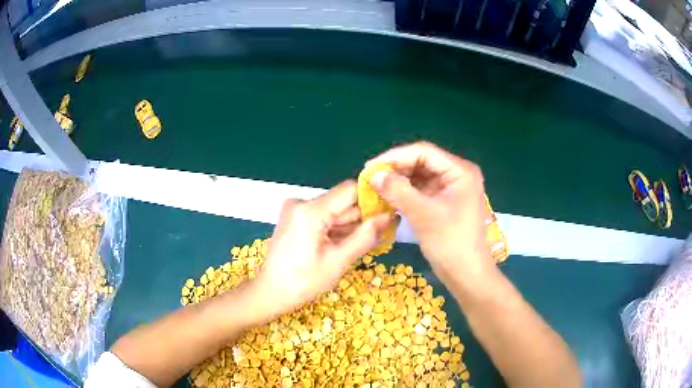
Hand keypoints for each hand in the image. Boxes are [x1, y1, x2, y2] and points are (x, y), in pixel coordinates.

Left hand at [252, 180, 390, 318]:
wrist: (271, 292)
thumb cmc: (304, 282)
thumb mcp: (339, 261)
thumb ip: (365, 236)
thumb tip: (389, 216)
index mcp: (310, 210)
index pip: (350, 190)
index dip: (371, 200)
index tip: (388, 215)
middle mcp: (301, 202)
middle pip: (342, 202)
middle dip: (360, 219)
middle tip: (377, 238)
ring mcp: (296, 209)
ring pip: (334, 211)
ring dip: (348, 227)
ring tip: (355, 247)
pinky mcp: (294, 217)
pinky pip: (322, 217)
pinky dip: (334, 229)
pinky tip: (339, 246)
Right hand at [368, 142, 491, 281]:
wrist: (466, 274)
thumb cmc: (450, 242)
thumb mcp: (423, 214)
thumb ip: (397, 190)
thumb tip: (373, 175)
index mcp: (460, 171)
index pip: (424, 152)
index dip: (395, 156)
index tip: (371, 166)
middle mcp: (458, 174)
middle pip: (422, 162)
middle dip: (396, 168)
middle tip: (371, 177)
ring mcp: (452, 188)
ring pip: (420, 176)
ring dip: (399, 180)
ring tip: (377, 186)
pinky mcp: (445, 201)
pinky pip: (422, 190)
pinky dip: (406, 192)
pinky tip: (389, 196)